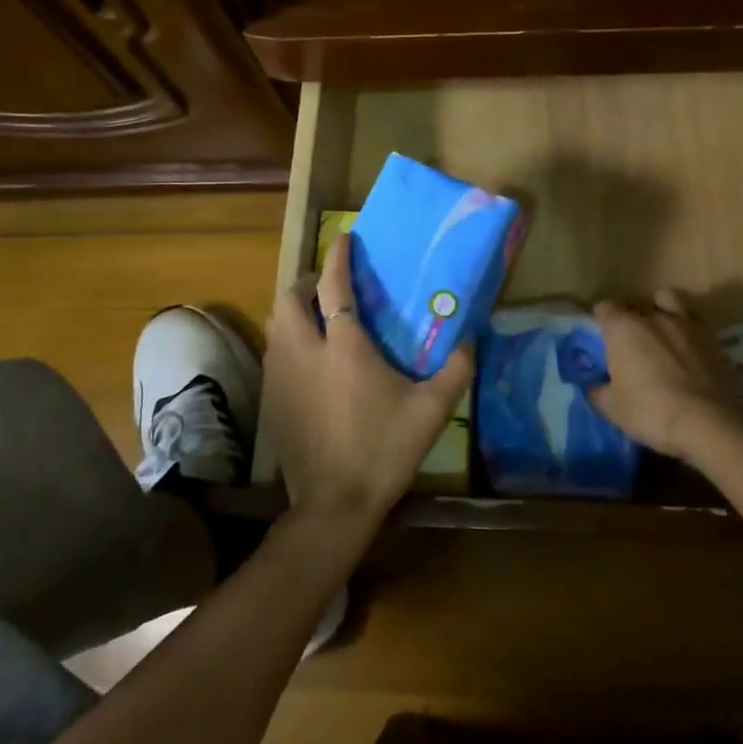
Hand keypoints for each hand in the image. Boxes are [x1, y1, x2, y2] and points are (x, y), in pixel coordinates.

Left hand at [261, 234, 474, 529]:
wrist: (333, 504)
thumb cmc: (383, 450)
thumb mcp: (431, 411)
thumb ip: (456, 370)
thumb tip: (471, 338)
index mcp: (344, 346)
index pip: (334, 286)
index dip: (338, 257)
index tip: (345, 238)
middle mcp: (305, 352)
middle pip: (290, 299)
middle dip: (307, 282)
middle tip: (330, 286)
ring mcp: (281, 376)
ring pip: (276, 325)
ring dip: (294, 310)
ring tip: (319, 317)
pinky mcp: (271, 400)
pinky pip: (274, 352)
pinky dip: (287, 340)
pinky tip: (309, 360)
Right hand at [589, 290, 742, 461]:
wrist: (706, 422)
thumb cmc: (649, 410)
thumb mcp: (612, 408)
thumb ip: (598, 391)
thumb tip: (595, 386)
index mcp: (623, 327)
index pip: (604, 308)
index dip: (601, 320)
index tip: (601, 338)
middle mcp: (653, 316)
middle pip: (636, 305)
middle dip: (631, 319)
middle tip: (631, 343)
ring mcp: (685, 323)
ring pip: (669, 300)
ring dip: (662, 310)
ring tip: (662, 332)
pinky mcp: (712, 338)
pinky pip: (695, 322)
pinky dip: (688, 330)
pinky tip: (689, 349)